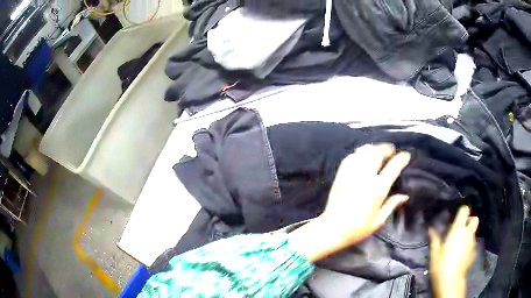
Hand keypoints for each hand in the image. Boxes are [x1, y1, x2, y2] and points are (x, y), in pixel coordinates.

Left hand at [290, 144, 410, 261]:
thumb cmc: (358, 228)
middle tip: (391, 150)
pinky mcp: (341, 174)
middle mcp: (366, 177)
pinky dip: (358, 153)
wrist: (333, 228)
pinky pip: (351, 157)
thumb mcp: (379, 220)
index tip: (406, 155)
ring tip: (378, 150)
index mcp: (378, 189)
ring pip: (364, 151)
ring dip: (373, 148)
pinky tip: (362, 156)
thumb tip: (405, 196)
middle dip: (387, 148)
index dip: (401, 159)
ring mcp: (352, 174)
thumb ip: (392, 205)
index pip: (393, 167)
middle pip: (378, 153)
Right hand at [429, 206, 478, 297]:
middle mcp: (468, 233)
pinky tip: (462, 257)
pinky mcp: (474, 254)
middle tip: (461, 230)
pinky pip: (472, 246)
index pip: (465, 210)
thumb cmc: (441, 265)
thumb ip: (435, 238)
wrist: (451, 281)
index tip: (456, 217)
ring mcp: (473, 243)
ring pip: (473, 234)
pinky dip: (469, 248)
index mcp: (458, 229)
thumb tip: (431, 228)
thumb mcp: (435, 252)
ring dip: (468, 236)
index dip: (462, 211)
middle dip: (469, 222)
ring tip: (460, 247)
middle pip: (474, 219)